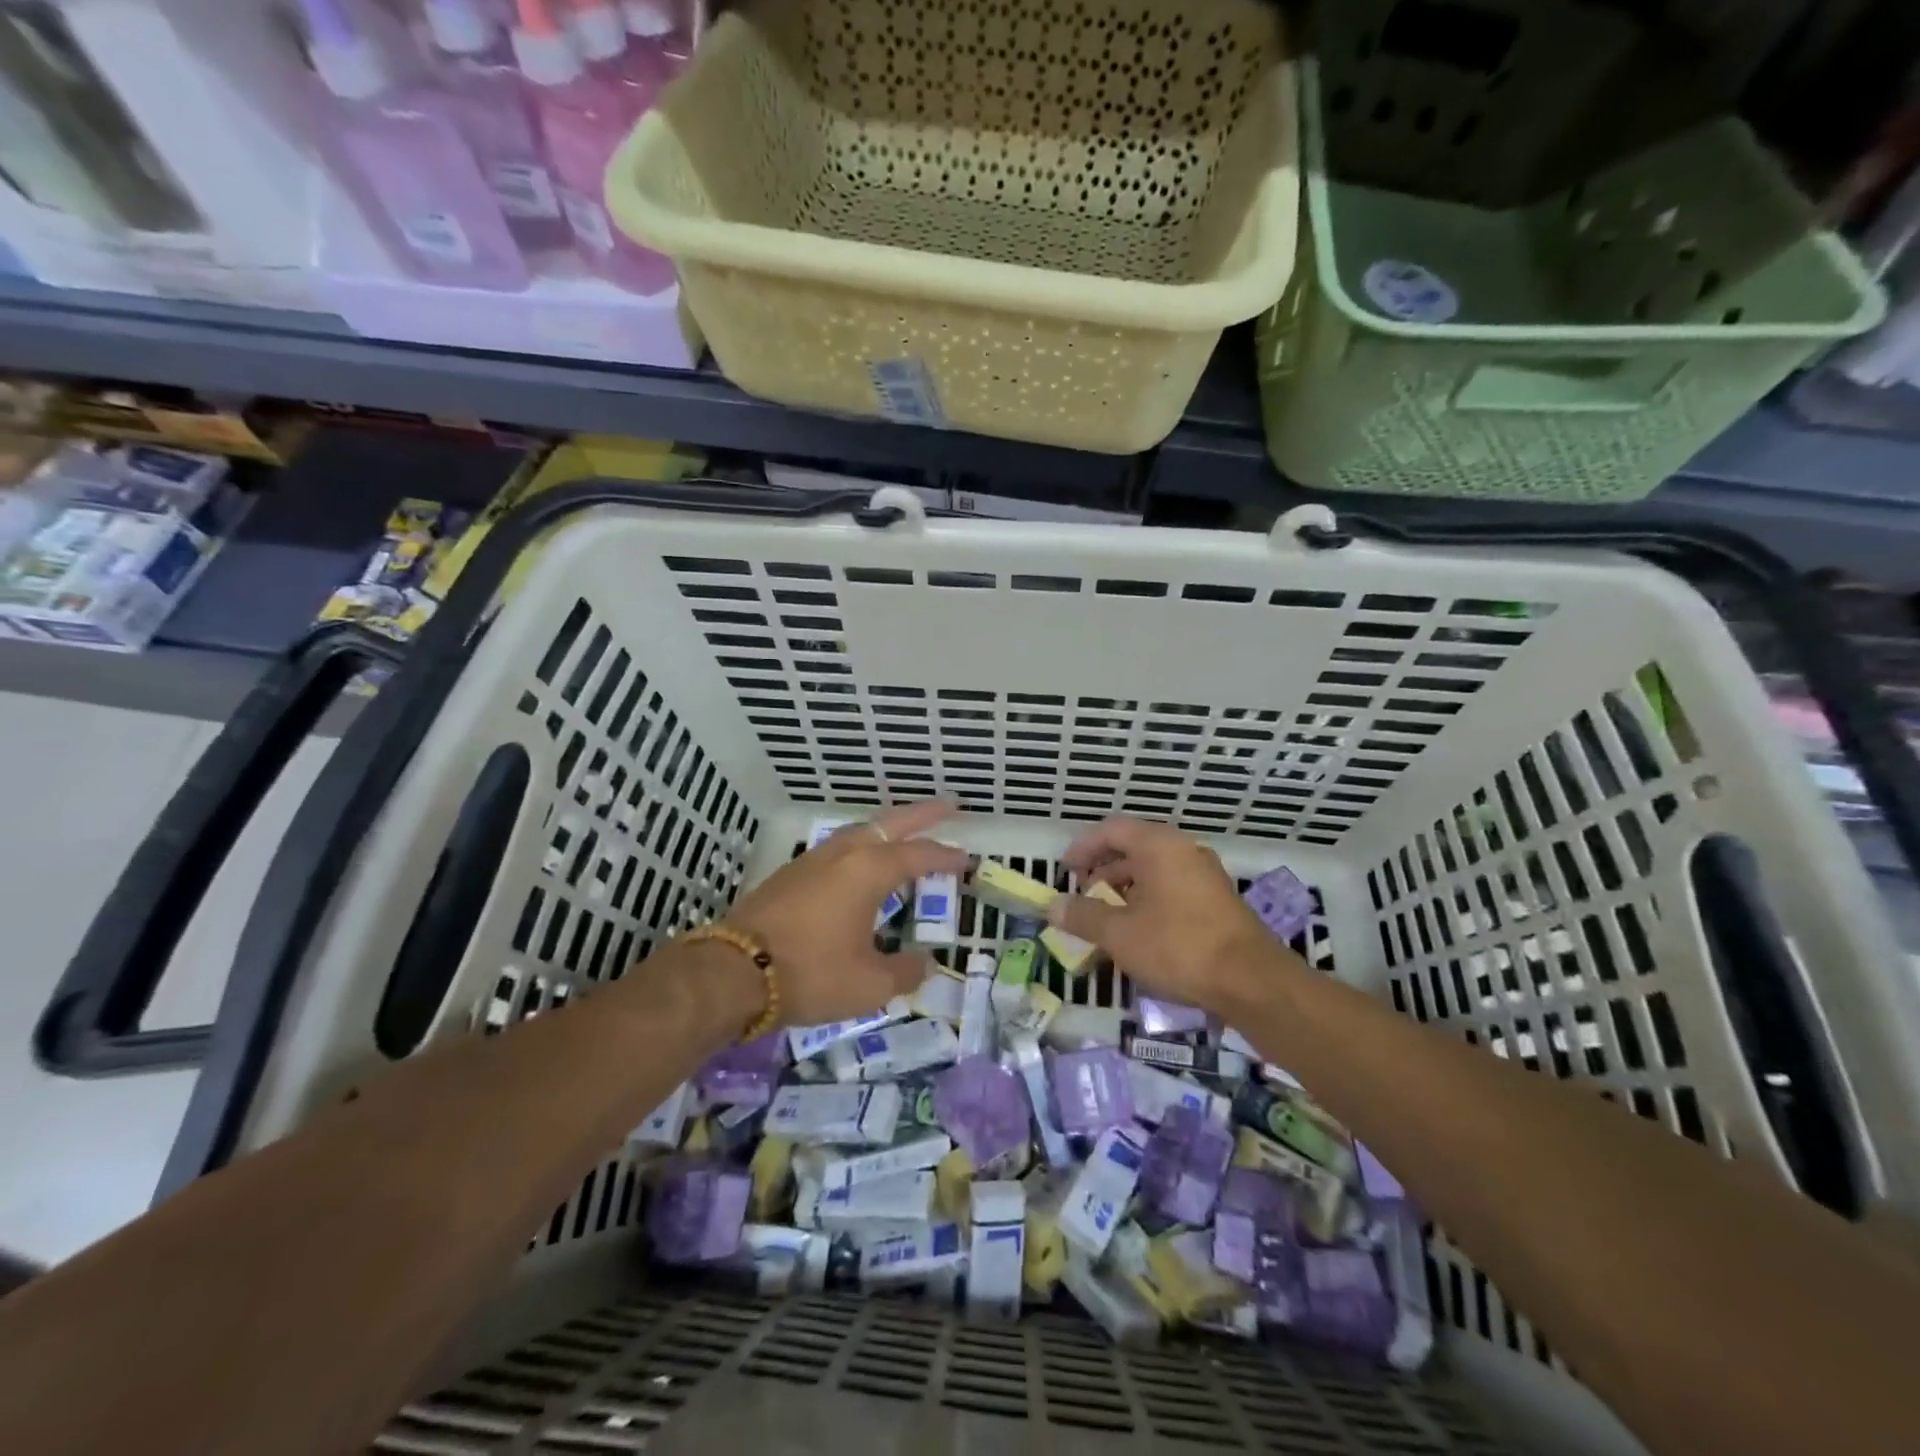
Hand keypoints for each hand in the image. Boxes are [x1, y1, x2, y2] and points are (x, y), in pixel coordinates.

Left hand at [722, 799, 966, 1026]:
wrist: (733, 971)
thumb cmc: (811, 973)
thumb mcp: (869, 984)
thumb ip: (905, 971)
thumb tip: (924, 963)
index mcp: (869, 870)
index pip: (919, 855)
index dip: (946, 857)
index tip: (967, 858)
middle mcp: (844, 854)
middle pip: (891, 823)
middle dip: (923, 814)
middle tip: (951, 805)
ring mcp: (813, 860)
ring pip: (860, 831)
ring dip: (889, 828)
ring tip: (906, 833)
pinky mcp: (790, 873)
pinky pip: (839, 848)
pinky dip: (862, 845)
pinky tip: (860, 864)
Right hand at [1050, 816, 1300, 1017]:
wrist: (1252, 981)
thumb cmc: (1178, 946)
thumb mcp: (1119, 934)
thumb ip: (1083, 916)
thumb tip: (1052, 906)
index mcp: (1159, 846)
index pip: (1111, 830)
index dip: (1082, 847)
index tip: (1064, 871)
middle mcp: (1183, 850)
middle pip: (1133, 847)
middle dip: (1102, 870)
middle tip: (1083, 896)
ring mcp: (1205, 874)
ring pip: (1154, 870)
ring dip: (1125, 888)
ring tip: (1107, 919)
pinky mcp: (1218, 900)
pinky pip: (1172, 887)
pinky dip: (1148, 900)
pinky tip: (1140, 932)